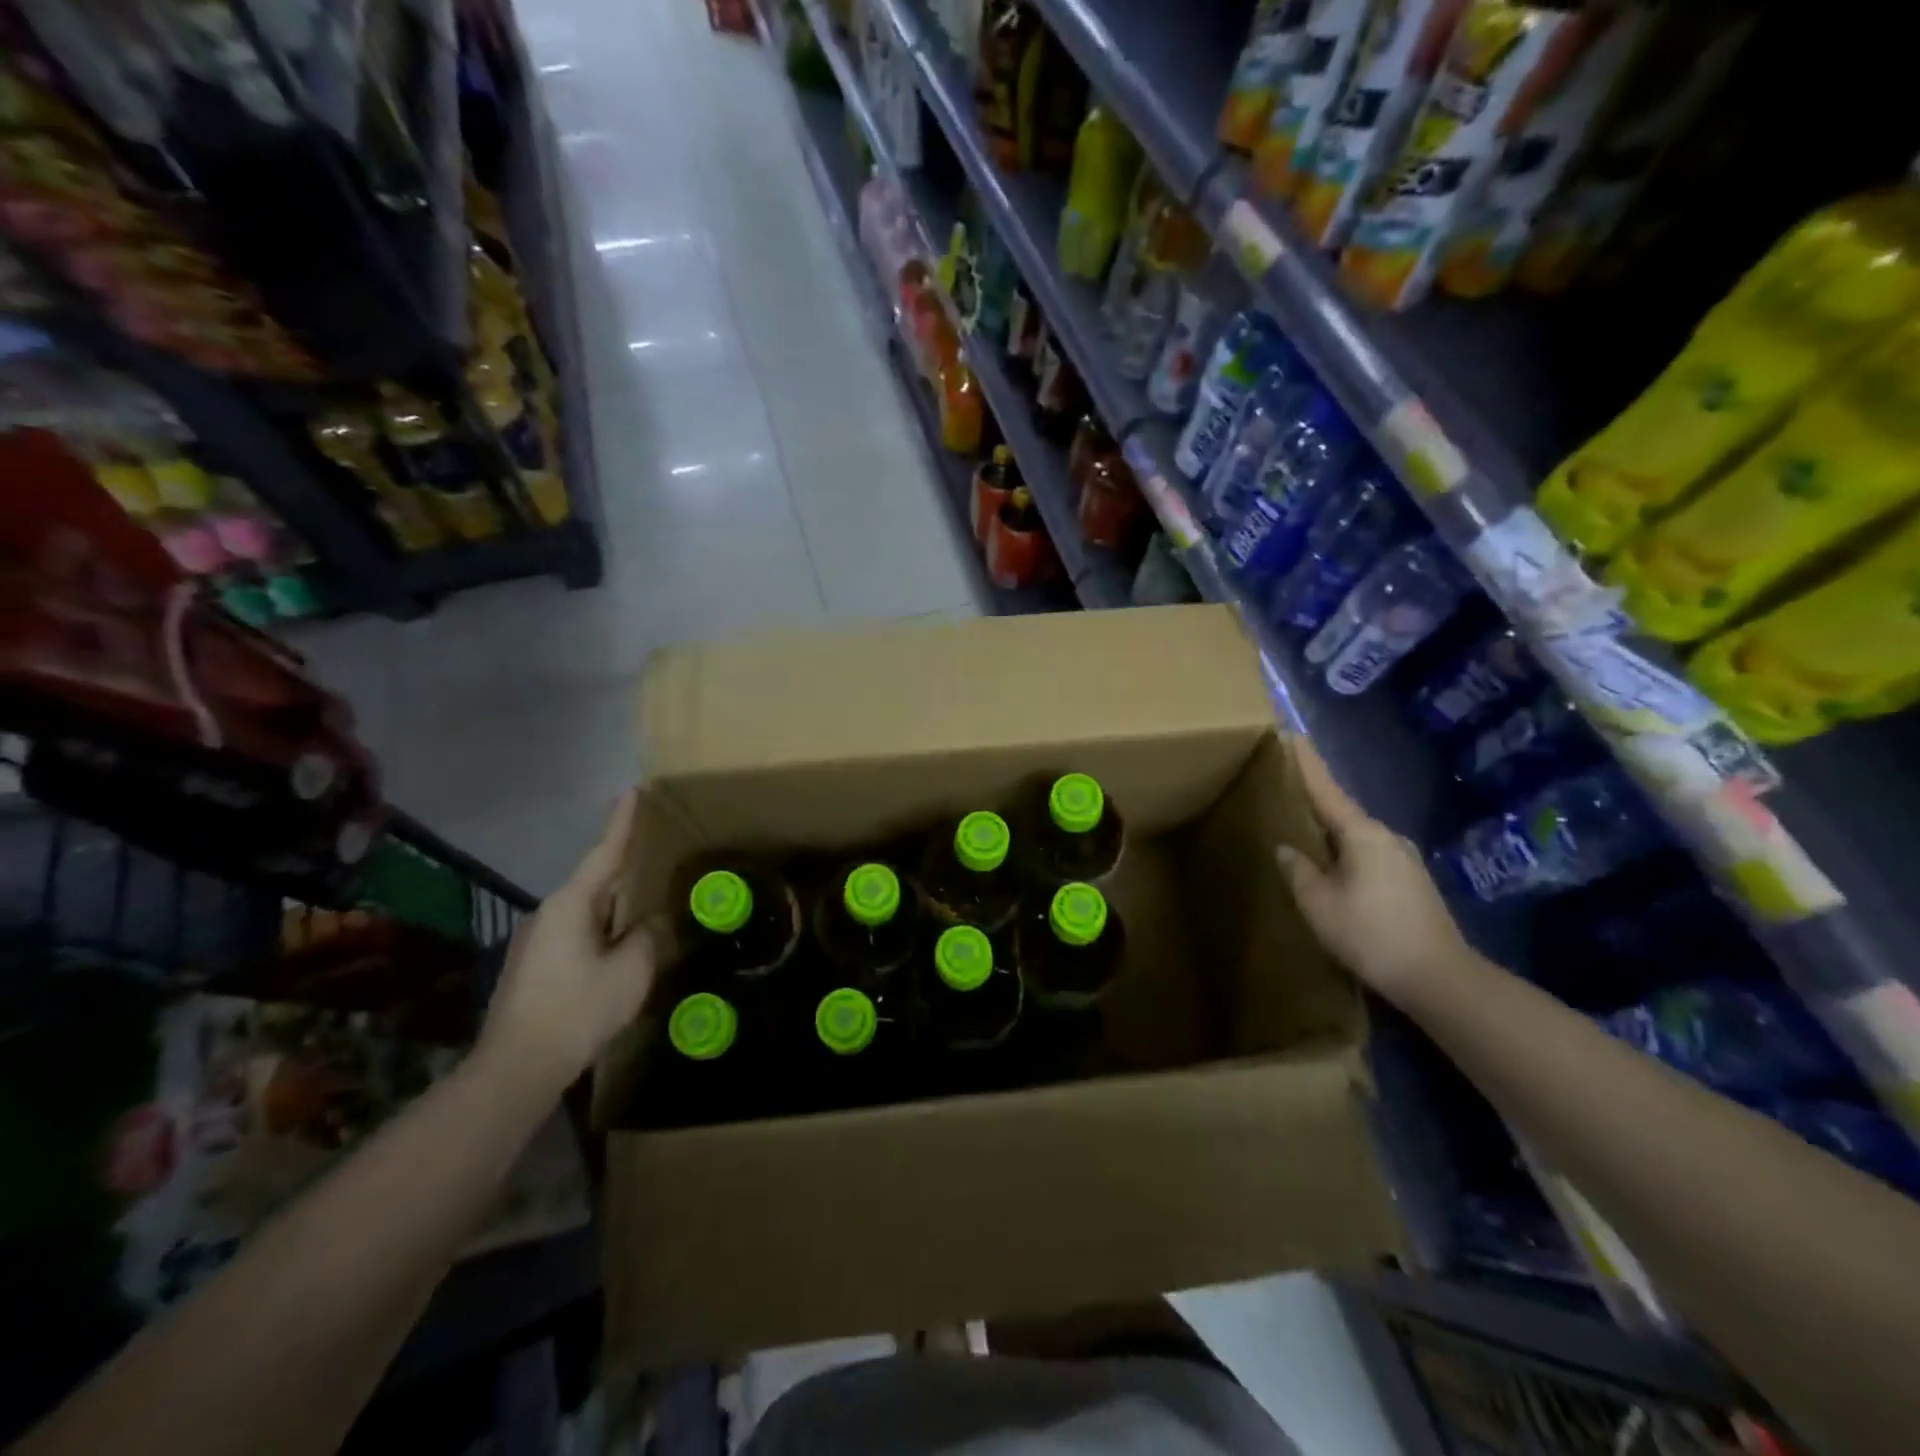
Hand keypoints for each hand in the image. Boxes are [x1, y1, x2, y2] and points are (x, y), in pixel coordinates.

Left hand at [477, 791, 660, 1099]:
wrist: (516, 1068)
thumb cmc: (578, 1010)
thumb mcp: (631, 972)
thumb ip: (649, 937)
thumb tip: (653, 922)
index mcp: (572, 904)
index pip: (604, 853)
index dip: (621, 823)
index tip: (632, 792)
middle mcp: (549, 913)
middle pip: (595, 881)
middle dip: (624, 868)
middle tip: (654, 855)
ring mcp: (536, 940)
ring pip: (586, 911)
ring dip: (614, 906)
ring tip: (644, 907)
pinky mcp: (533, 966)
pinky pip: (577, 933)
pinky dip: (602, 930)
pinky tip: (618, 949)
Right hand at [1274, 738, 1470, 1007]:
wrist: (1439, 978)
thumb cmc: (1371, 934)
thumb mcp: (1319, 904)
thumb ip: (1299, 871)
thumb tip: (1288, 849)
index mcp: (1363, 833)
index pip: (1326, 789)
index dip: (1306, 763)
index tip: (1292, 734)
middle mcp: (1387, 837)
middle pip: (1342, 812)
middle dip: (1314, 801)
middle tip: (1285, 791)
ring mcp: (1404, 860)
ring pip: (1356, 837)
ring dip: (1330, 833)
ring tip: (1303, 834)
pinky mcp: (1412, 883)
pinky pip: (1368, 856)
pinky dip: (1346, 854)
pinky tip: (1333, 870)